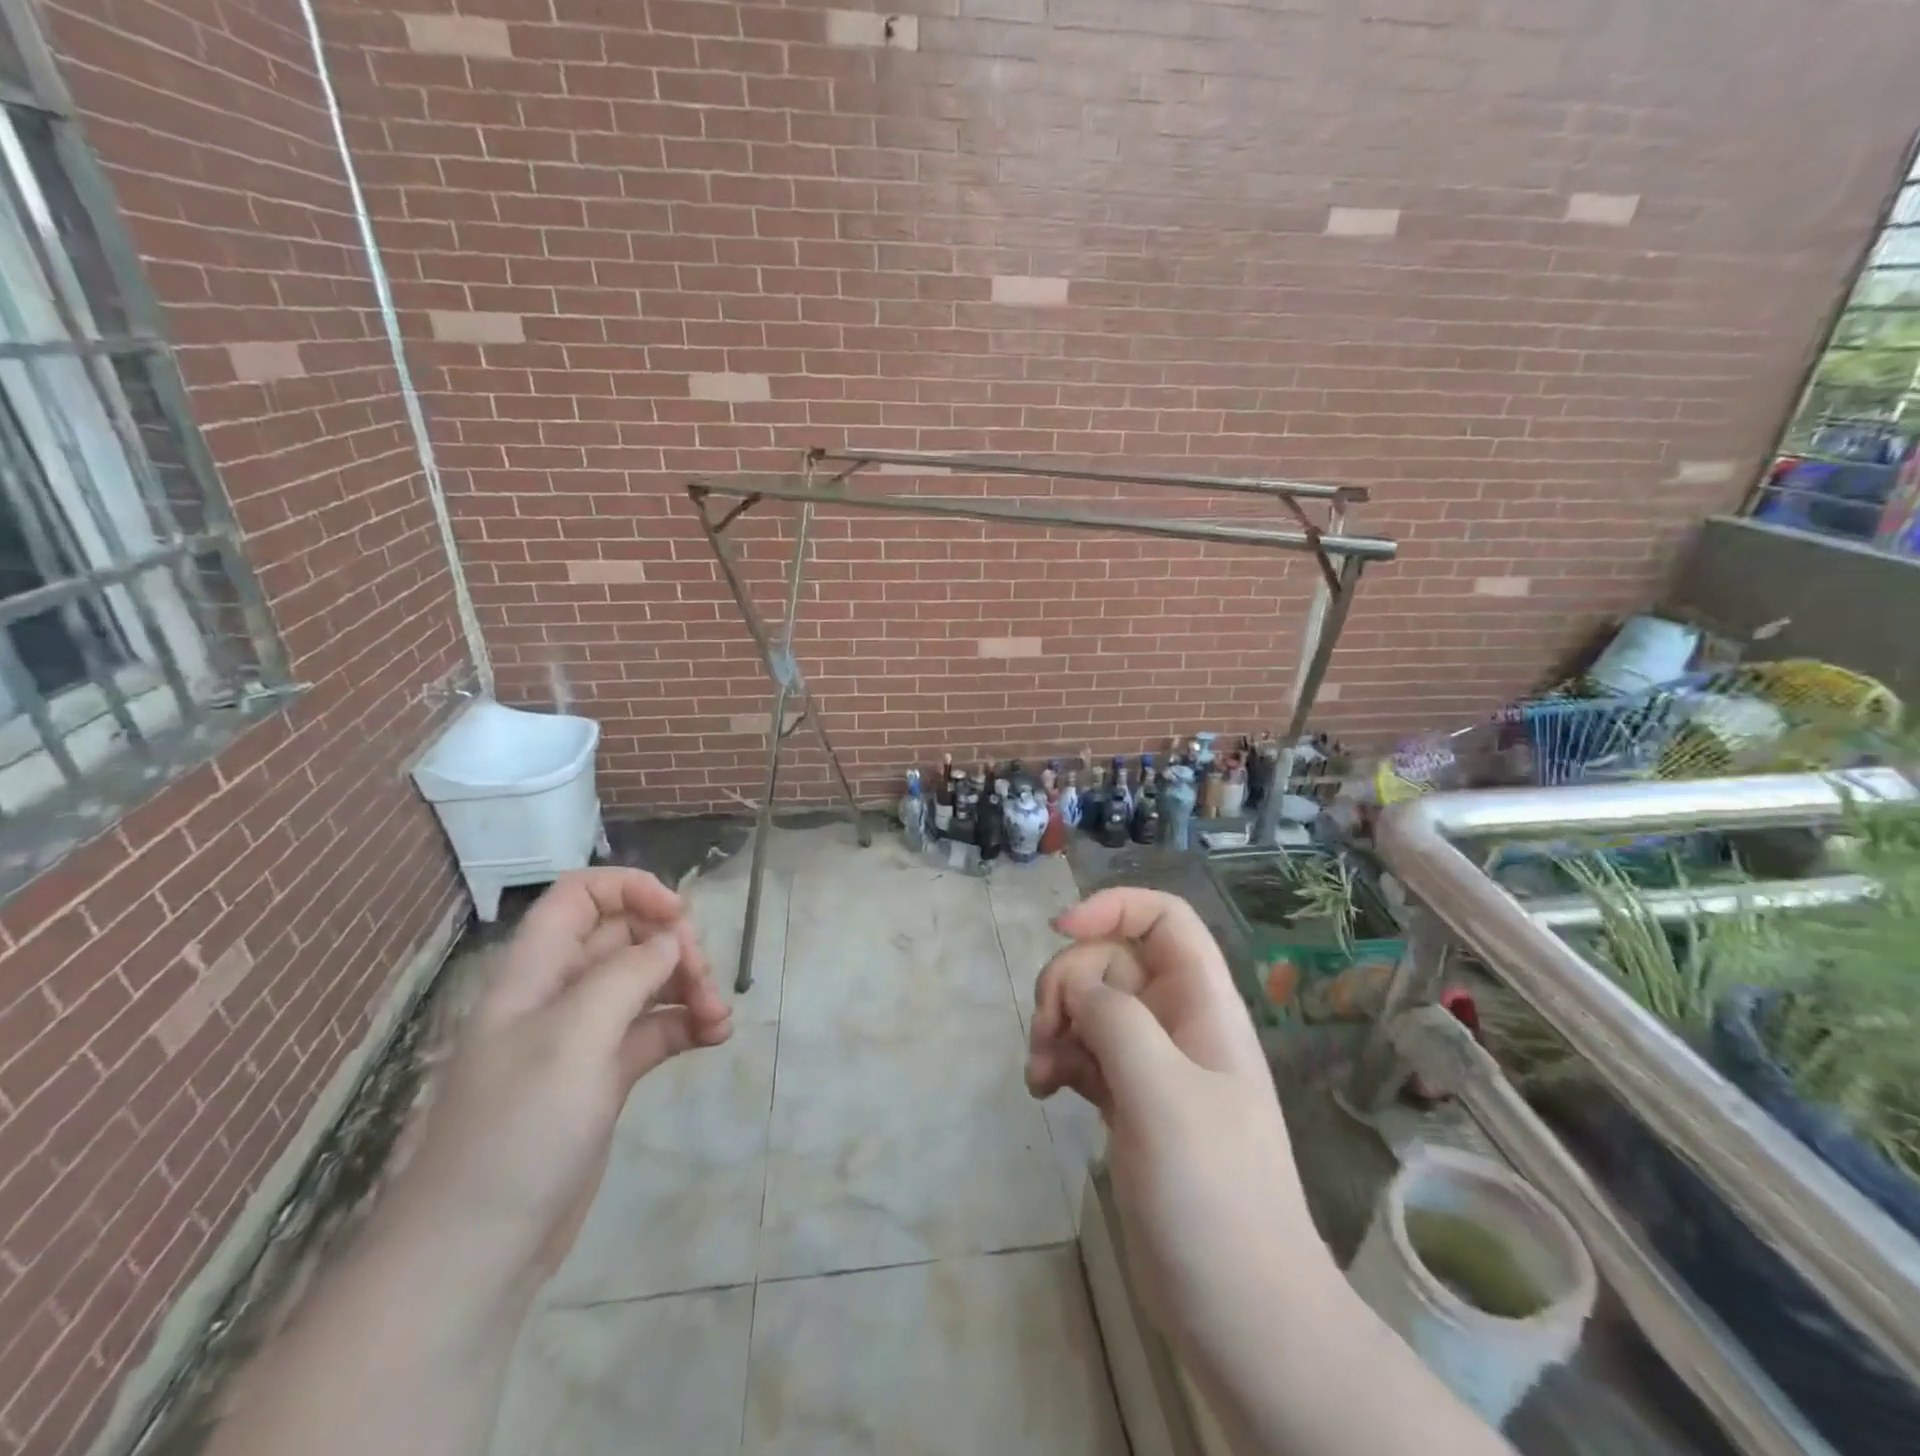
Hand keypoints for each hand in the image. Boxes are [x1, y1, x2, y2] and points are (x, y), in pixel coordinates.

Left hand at [372, 868, 732, 1304]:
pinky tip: (715, 1039)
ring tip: (719, 1019)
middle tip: (704, 980)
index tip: (680, 916)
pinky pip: (655, 1030)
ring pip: (647, 984)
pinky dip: (686, 1025)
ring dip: (689, 988)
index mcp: (536, 972)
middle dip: (673, 947)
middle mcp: (559, 995)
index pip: (580, 897)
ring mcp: (583, 1038)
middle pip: (626, 938)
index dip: (632, 890)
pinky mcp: (605, 1078)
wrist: (476, 1254)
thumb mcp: (572, 1038)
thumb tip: (670, 940)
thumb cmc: (516, 1131)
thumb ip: (626, 975)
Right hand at [1025, 888, 1331, 1350]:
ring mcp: (1153, 1063)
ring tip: (1038, 1074)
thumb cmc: (1214, 1194)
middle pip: (1111, 960)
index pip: (1163, 919)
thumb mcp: (1163, 1095)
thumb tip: (1078, 987)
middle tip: (1046, 1033)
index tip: (1058, 930)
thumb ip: (1117, 1021)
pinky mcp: (1130, 1100)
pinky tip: (1043, 1091)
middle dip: (1067, 983)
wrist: (1242, 1311)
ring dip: (1055, 1025)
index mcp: (1203, 1004)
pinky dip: (1059, 1059)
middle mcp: (1178, 1022)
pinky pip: (1085, 1052)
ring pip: (1091, 1006)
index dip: (1112, 907)